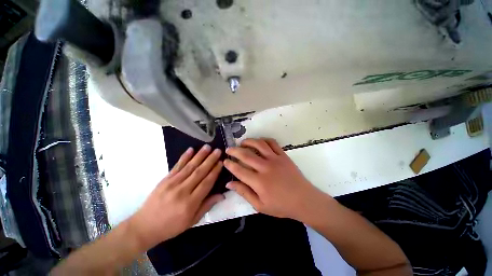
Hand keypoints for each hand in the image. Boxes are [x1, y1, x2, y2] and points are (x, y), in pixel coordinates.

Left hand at [129, 145, 224, 250]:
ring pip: (189, 166)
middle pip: (199, 172)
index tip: (221, 162)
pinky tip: (191, 149)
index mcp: (190, 203)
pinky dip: (184, 157)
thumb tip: (222, 195)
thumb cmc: (171, 226)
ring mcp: (172, 183)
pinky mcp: (165, 179)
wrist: (145, 226)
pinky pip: (177, 166)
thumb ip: (207, 205)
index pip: (206, 183)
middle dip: (210, 160)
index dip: (215, 171)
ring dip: (200, 155)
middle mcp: (182, 191)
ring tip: (207, 147)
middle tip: (218, 151)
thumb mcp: (192, 221)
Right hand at [224, 138, 331, 222]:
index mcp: (259, 182)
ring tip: (242, 143)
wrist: (304, 200)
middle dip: (234, 151)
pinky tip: (259, 142)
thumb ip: (244, 193)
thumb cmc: (281, 205)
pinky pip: (272, 143)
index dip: (230, 165)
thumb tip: (229, 184)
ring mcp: (275, 159)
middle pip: (246, 155)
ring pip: (259, 145)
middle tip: (228, 149)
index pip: (239, 170)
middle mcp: (265, 168)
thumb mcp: (260, 205)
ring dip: (248, 142)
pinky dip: (264, 140)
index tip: (224, 161)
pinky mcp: (283, 155)